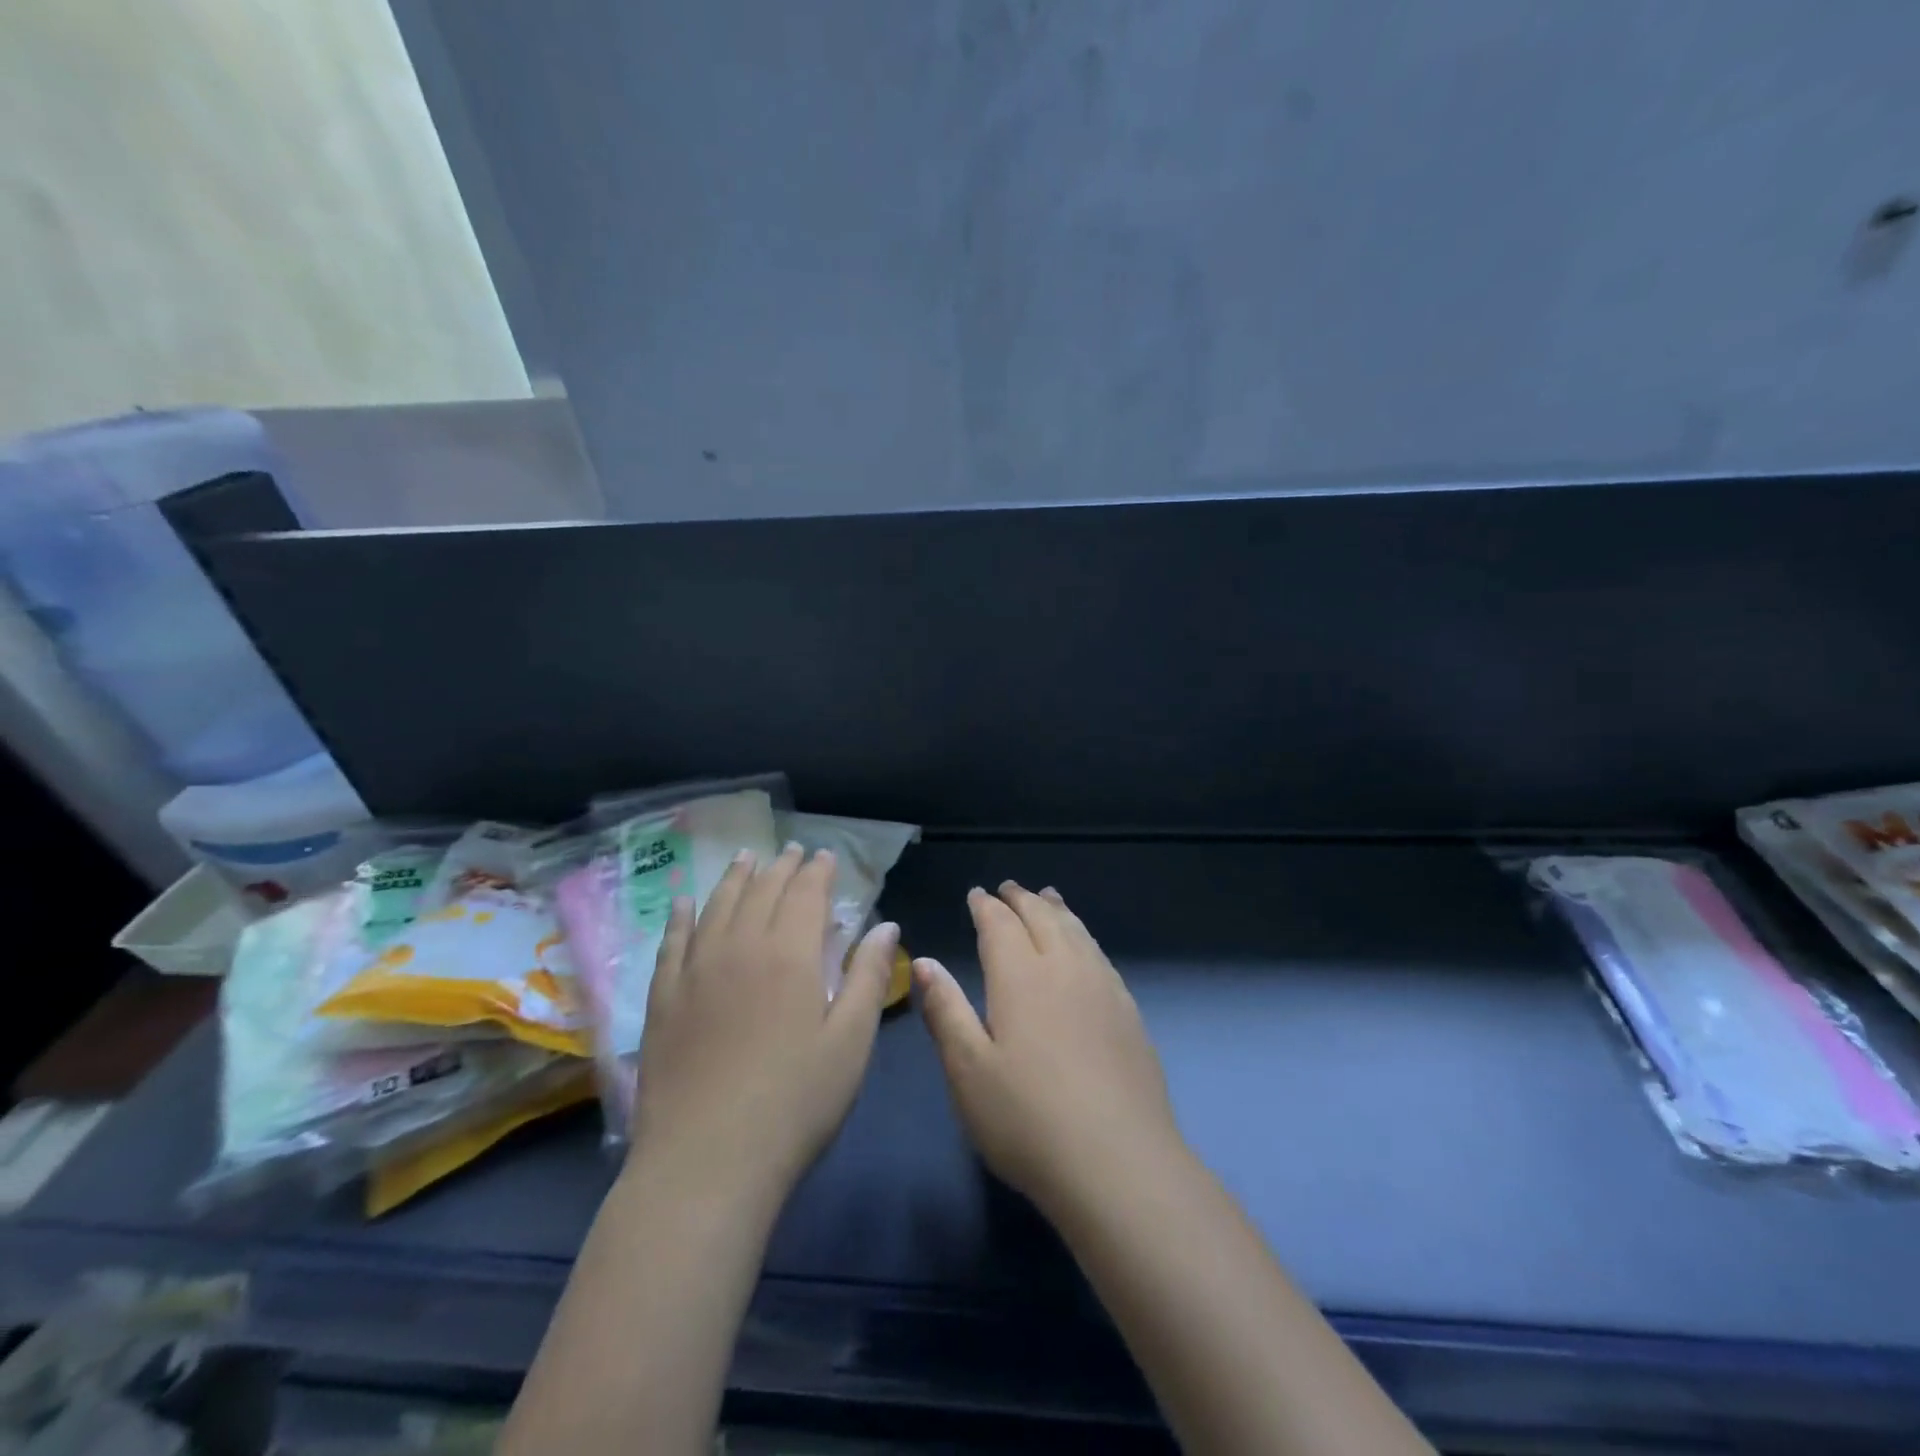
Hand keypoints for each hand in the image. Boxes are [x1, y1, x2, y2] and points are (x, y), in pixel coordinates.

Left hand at [631, 844, 896, 1201]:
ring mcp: (695, 971)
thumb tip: (885, 926)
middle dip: (781, 867)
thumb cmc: (794, 1103)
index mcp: (790, 955)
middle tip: (792, 851)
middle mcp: (740, 948)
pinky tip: (685, 902)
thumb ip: (868, 977)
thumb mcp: (850, 1042)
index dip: (817, 871)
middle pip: (762, 891)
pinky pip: (671, 942)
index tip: (825, 857)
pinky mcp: (663, 999)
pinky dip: (681, 916)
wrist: (706, 1163)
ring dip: (736, 878)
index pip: (805, 894)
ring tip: (747, 858)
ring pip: (717, 906)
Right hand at [915, 882, 1185, 1219]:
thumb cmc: (1028, 1120)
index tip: (976, 895)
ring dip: (1057, 909)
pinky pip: (1100, 954)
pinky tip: (1084, 948)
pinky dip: (1084, 935)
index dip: (986, 906)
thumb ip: (946, 1010)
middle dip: (1022, 898)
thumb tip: (924, 961)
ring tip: (1048, 897)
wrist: (1119, 1164)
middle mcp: (1065, 968)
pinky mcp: (1129, 1012)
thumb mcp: (968, 1071)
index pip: (1000, 924)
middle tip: (1008, 888)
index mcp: (1021, 977)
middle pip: (1042, 917)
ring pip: (1077, 931)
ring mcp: (1103, 987)